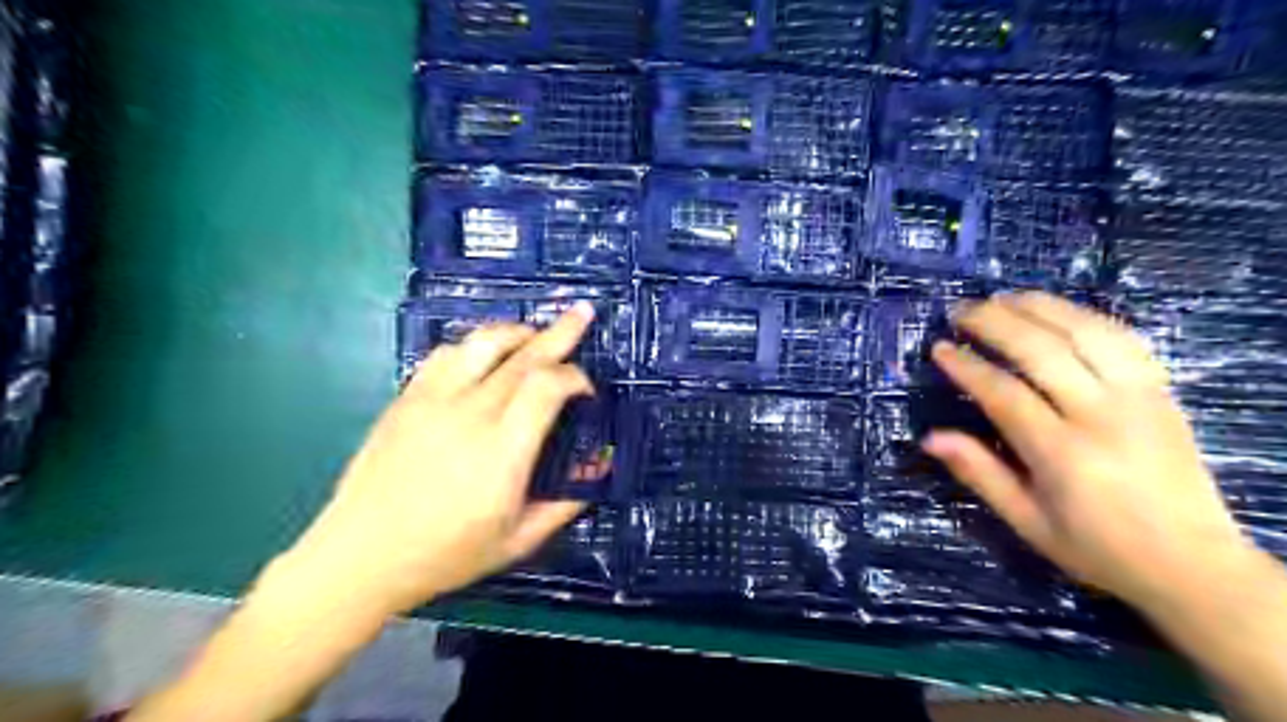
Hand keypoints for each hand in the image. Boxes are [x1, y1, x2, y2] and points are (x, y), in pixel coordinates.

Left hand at [288, 302, 600, 613]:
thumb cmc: (444, 555)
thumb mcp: (516, 543)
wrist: (360, 556)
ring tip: (535, 334)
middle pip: (523, 356)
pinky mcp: (407, 398)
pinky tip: (484, 356)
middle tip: (582, 312)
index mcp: (502, 452)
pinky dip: (475, 345)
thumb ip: (562, 507)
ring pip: (482, 343)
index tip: (586, 389)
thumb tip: (592, 476)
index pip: (548, 387)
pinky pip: (446, 354)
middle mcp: (470, 414)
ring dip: (517, 332)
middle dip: (560, 333)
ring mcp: (433, 400)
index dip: (575, 377)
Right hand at [920, 290, 1253, 610]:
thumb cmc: (1097, 548)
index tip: (939, 348)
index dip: (967, 366)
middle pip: (1042, 350)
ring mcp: (1139, 397)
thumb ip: (979, 473)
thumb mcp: (1027, 522)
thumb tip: (930, 437)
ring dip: (1039, 308)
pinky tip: (1057, 311)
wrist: (1194, 564)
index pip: (1004, 393)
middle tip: (960, 311)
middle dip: (995, 323)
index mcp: (1063, 453)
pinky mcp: (1162, 391)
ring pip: (1085, 333)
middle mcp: (1102, 415)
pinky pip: (1123, 338)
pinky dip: (1084, 316)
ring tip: (1002, 297)